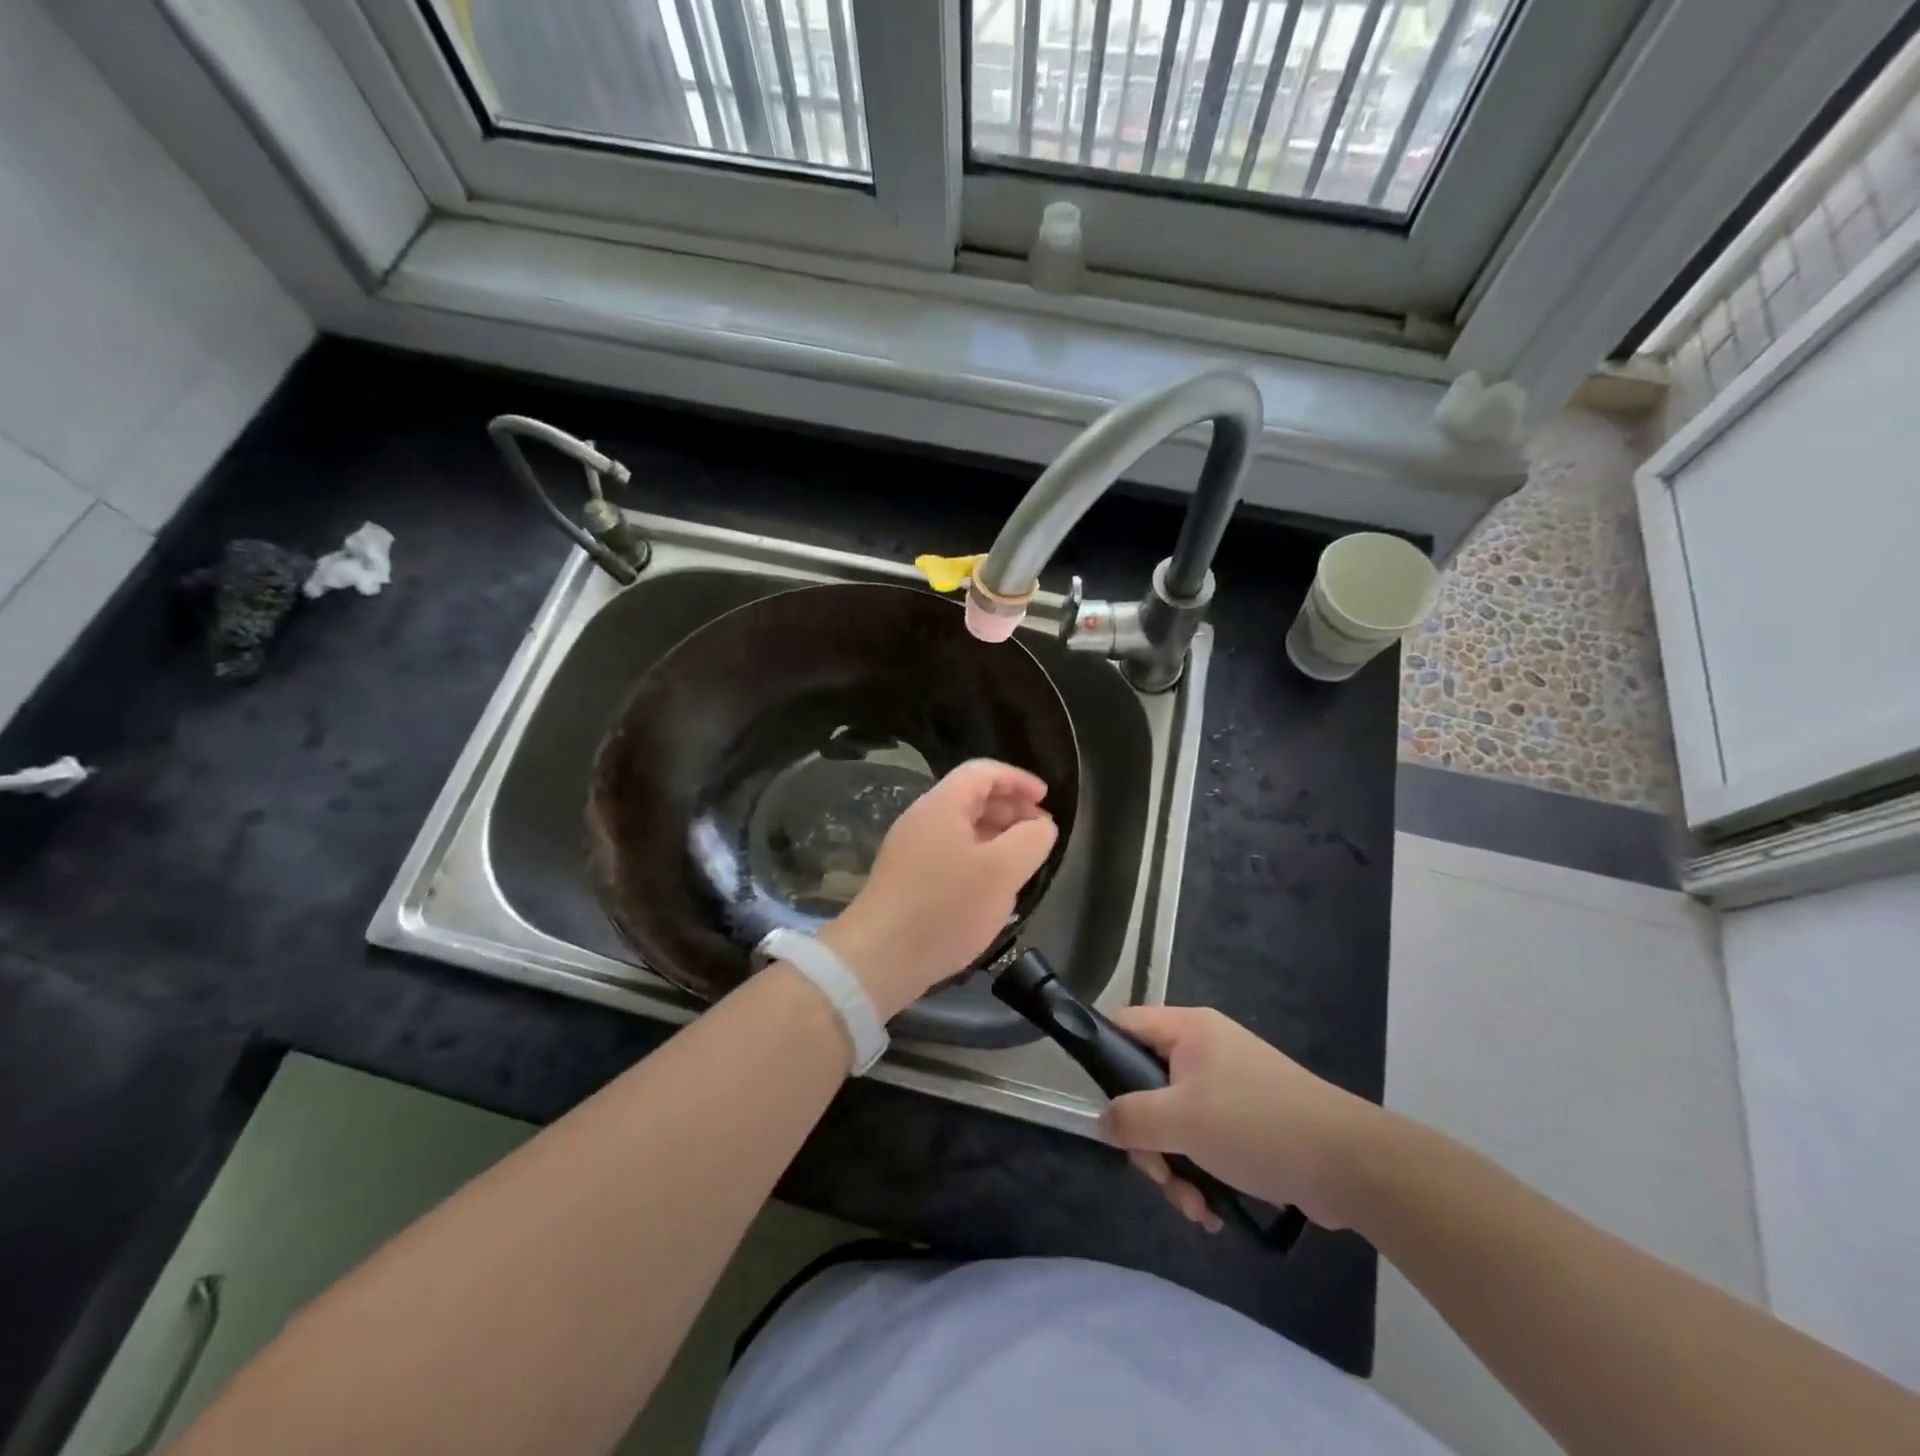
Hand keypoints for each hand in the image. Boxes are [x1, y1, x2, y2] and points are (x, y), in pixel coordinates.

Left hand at [820, 760, 1057, 1019]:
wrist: (879, 957)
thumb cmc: (946, 907)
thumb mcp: (1002, 871)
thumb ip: (1031, 840)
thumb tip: (1041, 825)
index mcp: (942, 804)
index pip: (983, 771)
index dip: (1018, 779)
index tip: (1047, 799)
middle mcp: (922, 818)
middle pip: (971, 797)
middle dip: (1010, 808)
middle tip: (1039, 832)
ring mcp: (910, 849)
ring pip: (961, 828)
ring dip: (996, 835)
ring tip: (1022, 861)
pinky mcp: (907, 878)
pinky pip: (950, 853)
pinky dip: (978, 858)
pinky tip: (992, 887)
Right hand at [1097, 1006, 1388, 1232]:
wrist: (1349, 1164)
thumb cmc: (1256, 1125)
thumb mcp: (1182, 1121)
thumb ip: (1131, 1118)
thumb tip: (1101, 1122)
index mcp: (1188, 1030)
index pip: (1125, 1026)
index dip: (1105, 1061)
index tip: (1106, 1110)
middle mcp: (1205, 1049)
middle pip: (1147, 1086)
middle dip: (1150, 1140)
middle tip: (1160, 1175)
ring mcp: (1229, 1085)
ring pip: (1176, 1121)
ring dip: (1176, 1168)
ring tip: (1194, 1207)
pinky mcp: (1249, 1120)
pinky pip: (1206, 1140)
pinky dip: (1202, 1174)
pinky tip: (1212, 1211)